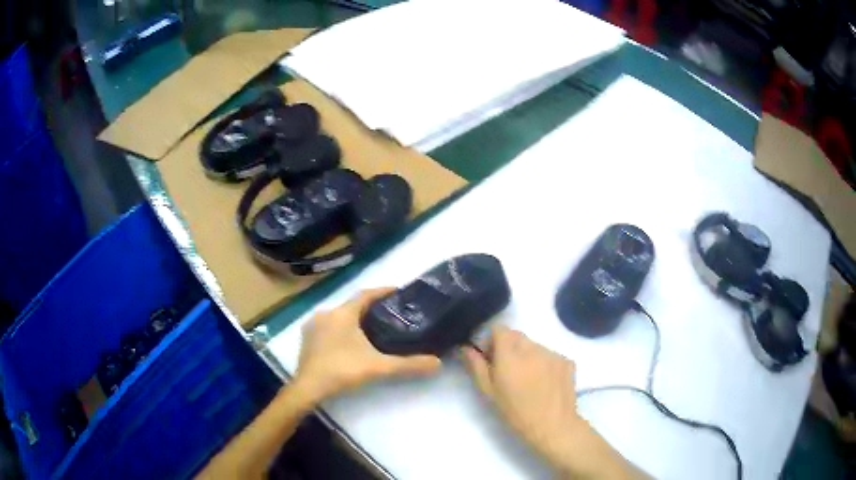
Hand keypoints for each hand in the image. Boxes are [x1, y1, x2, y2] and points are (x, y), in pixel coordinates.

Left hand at [293, 288, 441, 403]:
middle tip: (390, 315)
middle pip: (352, 305)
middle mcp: (326, 313)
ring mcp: (313, 326)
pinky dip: (341, 329)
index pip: (366, 294)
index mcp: (343, 314)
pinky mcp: (307, 338)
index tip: (399, 291)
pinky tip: (349, 342)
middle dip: (370, 308)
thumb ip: (408, 365)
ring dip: (354, 319)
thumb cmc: (342, 370)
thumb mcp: (379, 367)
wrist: (308, 388)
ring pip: (339, 316)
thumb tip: (438, 363)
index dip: (383, 291)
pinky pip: (329, 326)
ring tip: (373, 328)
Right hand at [461, 326, 582, 464]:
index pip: (499, 329)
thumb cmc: (515, 412)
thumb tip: (466, 348)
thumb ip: (476, 366)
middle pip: (517, 336)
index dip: (492, 340)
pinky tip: (544, 384)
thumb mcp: (489, 392)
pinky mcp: (567, 361)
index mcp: (510, 354)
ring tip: (528, 380)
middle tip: (508, 371)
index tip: (490, 358)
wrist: (553, 426)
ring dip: (527, 356)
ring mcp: (553, 353)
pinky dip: (544, 364)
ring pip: (534, 346)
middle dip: (509, 348)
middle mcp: (532, 347)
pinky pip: (550, 355)